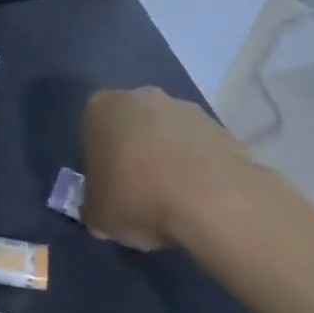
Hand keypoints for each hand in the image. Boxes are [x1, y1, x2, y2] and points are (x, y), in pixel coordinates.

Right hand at [80, 86, 260, 248]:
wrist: (211, 200)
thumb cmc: (137, 198)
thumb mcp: (98, 216)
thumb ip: (94, 207)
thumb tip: (100, 212)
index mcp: (102, 108)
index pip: (93, 129)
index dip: (100, 160)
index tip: (109, 187)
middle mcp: (141, 96)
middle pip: (132, 125)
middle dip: (135, 151)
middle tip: (140, 192)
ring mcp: (184, 108)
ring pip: (168, 133)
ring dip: (168, 157)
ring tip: (175, 199)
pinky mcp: (220, 126)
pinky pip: (199, 146)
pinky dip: (198, 166)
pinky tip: (201, 197)